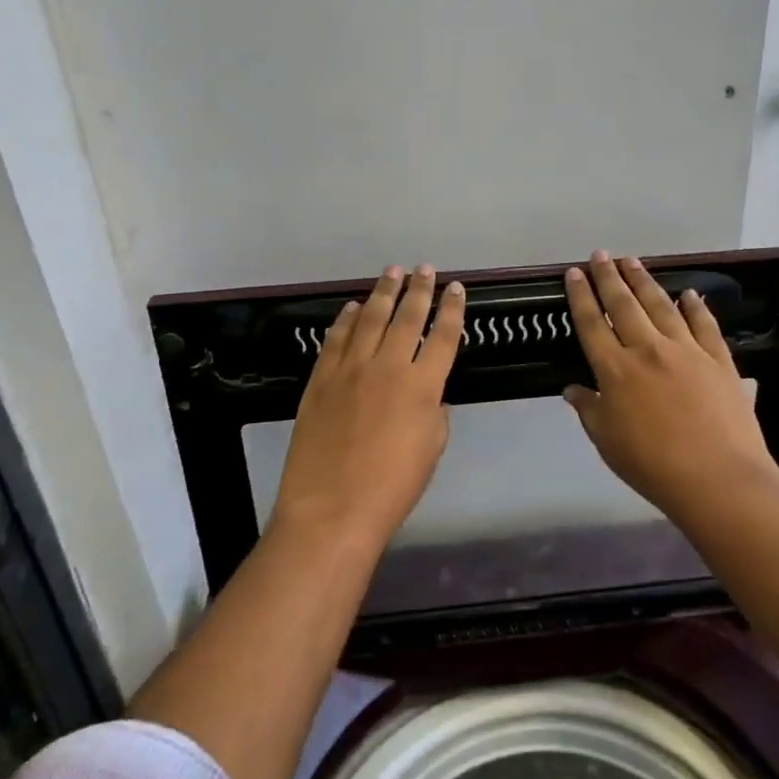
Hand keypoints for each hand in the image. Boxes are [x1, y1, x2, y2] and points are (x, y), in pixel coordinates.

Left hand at [270, 265, 466, 553]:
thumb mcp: (430, 449)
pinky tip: (354, 307)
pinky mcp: (321, 379)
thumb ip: (433, 412)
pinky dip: (347, 319)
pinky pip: (336, 338)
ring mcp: (351, 369)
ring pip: (371, 319)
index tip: (457, 289)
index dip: (453, 310)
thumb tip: (428, 393)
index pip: (444, 337)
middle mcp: (388, 366)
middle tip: (425, 270)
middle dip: (419, 290)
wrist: (332, 509)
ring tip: (392, 272)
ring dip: (384, 293)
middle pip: (408, 317)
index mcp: (423, 386)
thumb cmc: (392, 487)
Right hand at [564, 252, 778, 520]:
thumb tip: (572, 390)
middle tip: (601, 255)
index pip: (591, 324)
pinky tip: (688, 294)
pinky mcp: (718, 359)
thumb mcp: (607, 442)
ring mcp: (686, 350)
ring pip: (660, 306)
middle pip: (623, 305)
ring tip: (633, 261)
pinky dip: (695, 307)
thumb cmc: (653, 466)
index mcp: (615, 370)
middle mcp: (647, 350)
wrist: (718, 478)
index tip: (574, 273)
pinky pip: (704, 324)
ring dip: (644, 281)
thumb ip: (589, 411)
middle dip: (609, 277)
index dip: (581, 296)